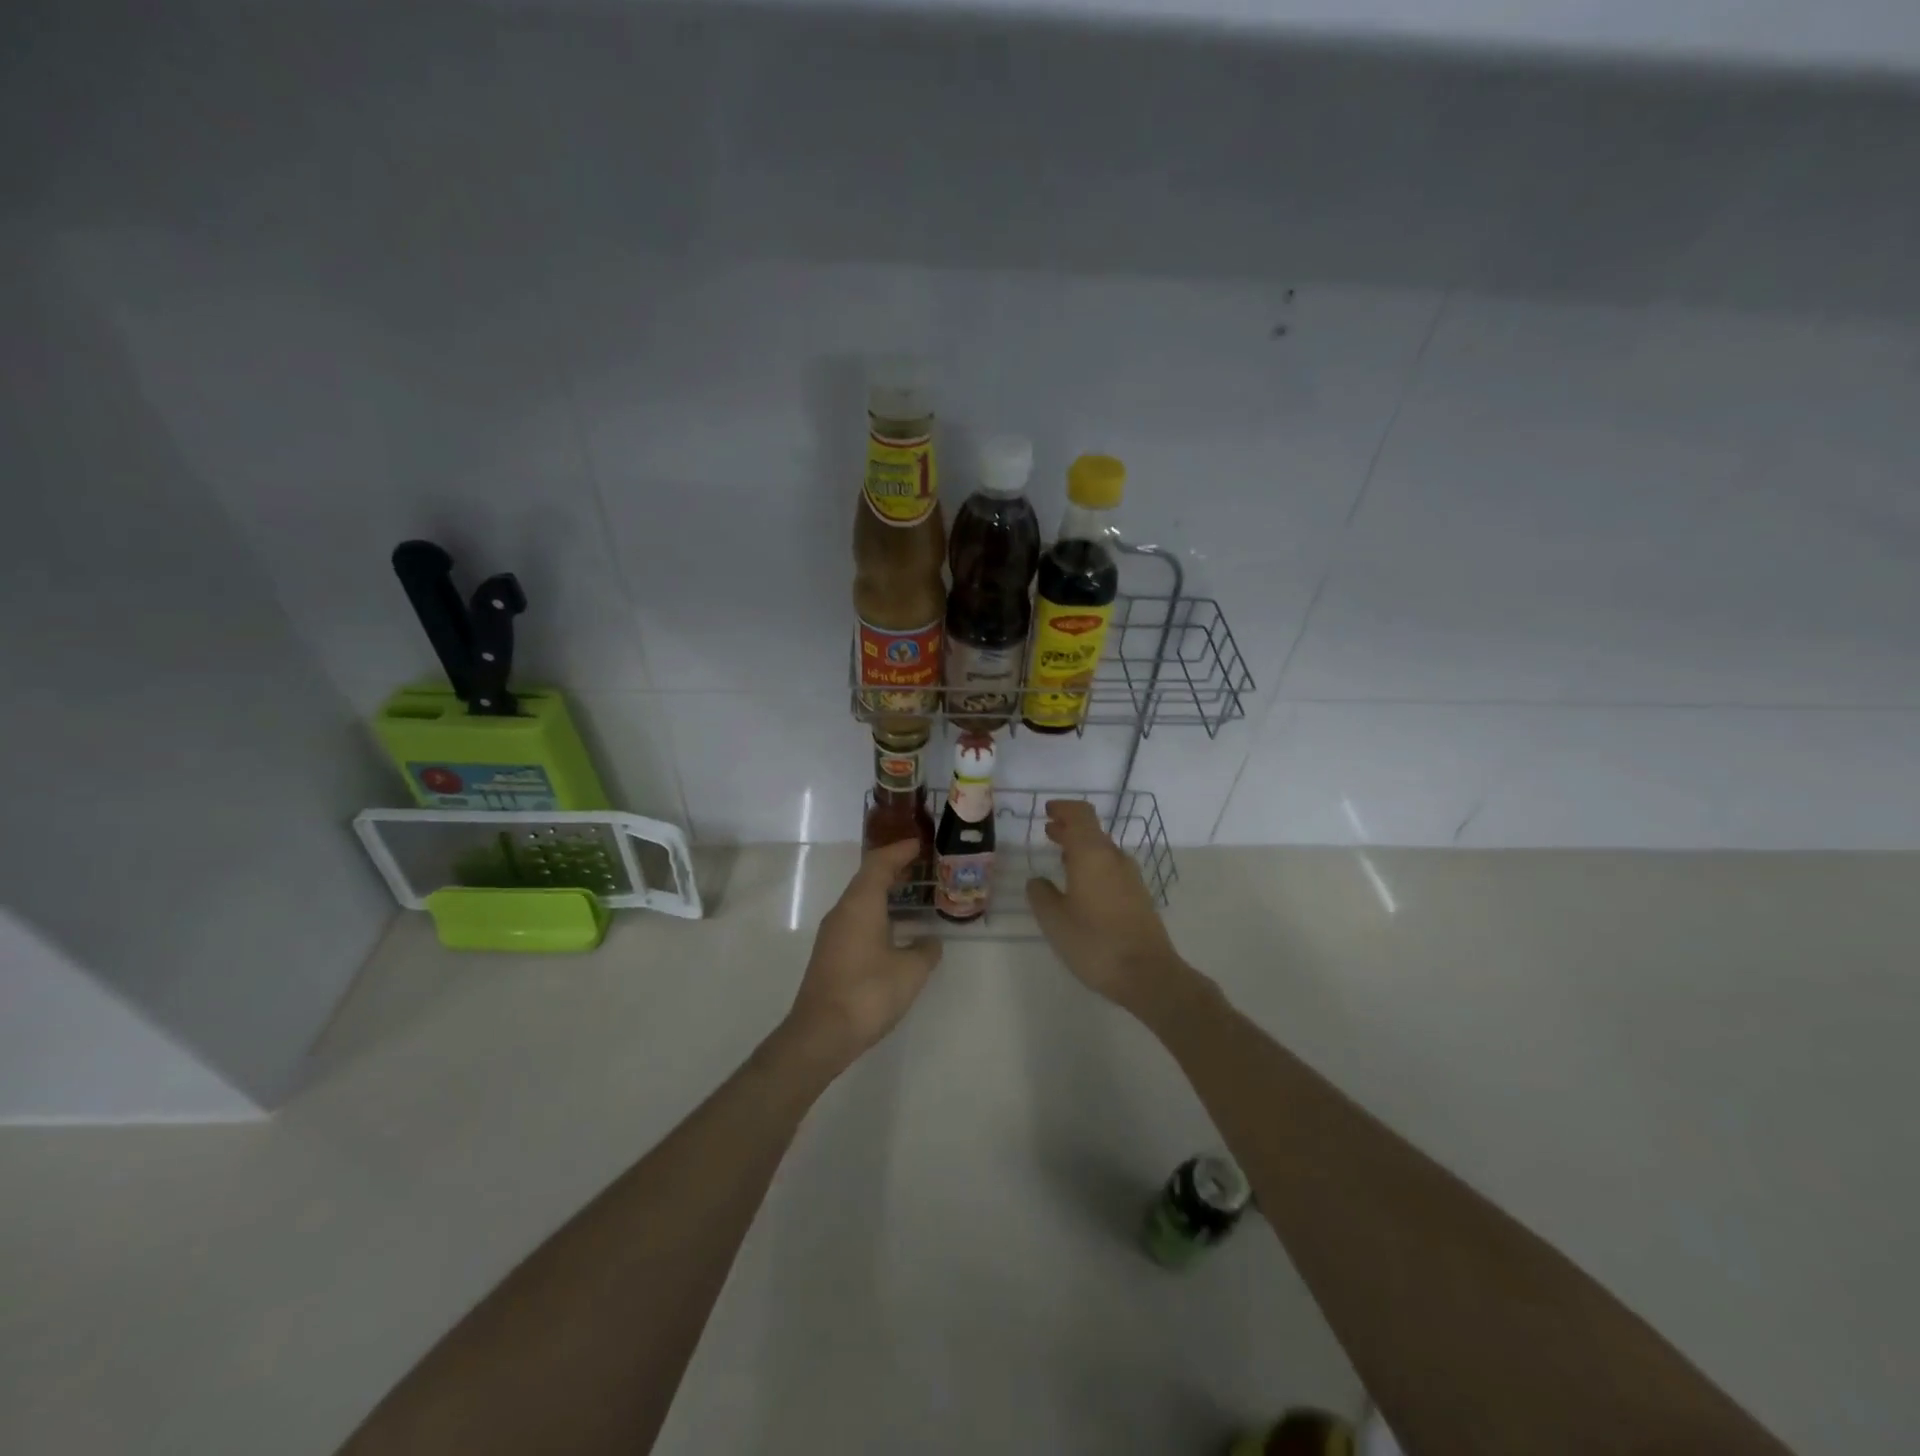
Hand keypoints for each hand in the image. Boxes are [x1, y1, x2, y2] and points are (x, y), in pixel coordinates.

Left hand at [780, 838, 942, 1072]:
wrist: (821, 1034)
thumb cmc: (868, 993)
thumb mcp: (910, 971)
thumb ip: (925, 950)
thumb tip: (929, 941)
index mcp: (860, 904)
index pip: (879, 863)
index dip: (899, 850)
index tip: (920, 843)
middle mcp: (842, 911)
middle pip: (867, 878)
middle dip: (893, 868)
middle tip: (921, 865)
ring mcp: (833, 933)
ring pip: (860, 900)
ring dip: (884, 892)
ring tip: (911, 893)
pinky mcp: (830, 954)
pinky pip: (856, 919)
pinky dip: (876, 912)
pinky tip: (894, 928)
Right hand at [1026, 800, 1201, 1019]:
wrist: (1147, 974)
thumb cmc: (1094, 942)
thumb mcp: (1054, 920)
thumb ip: (1041, 895)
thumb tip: (1037, 881)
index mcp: (1092, 855)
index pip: (1080, 815)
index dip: (1063, 809)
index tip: (1047, 811)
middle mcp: (1114, 859)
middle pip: (1092, 831)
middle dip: (1069, 828)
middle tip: (1048, 831)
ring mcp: (1131, 878)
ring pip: (1103, 851)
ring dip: (1081, 849)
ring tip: (1061, 859)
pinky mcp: (1139, 897)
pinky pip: (1112, 869)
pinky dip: (1093, 866)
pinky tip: (1081, 886)